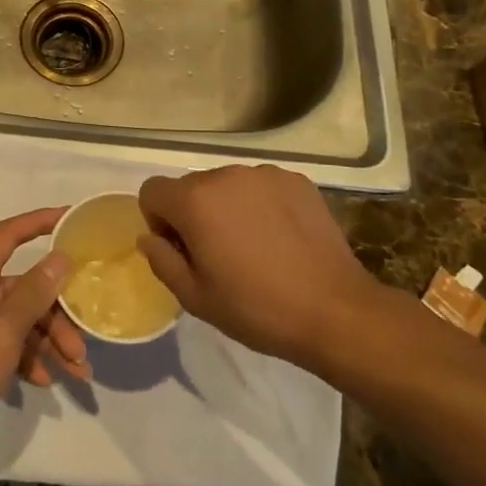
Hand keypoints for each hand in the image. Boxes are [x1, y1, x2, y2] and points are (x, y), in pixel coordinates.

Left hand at [0, 208, 91, 442]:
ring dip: (48, 342)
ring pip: (19, 320)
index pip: (10, 234)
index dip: (40, 221)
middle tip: (82, 345)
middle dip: (57, 314)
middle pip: (23, 288)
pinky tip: (45, 382)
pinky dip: (27, 359)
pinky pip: (6, 345)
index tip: (72, 218)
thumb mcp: (5, 327)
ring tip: (77, 373)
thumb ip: (35, 291)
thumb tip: (60, 256)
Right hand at [137, 165, 385, 367]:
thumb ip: (161, 260)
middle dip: (193, 214)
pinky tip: (280, 238)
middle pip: (190, 187)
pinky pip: (260, 187)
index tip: (182, 251)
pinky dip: (260, 205)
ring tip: (253, 247)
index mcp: (195, 200)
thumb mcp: (194, 297)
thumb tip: (150, 237)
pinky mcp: (296, 181)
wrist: (335, 311)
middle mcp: (225, 175)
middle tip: (218, 255)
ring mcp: (264, 175)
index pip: (152, 191)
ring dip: (227, 208)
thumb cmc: (256, 308)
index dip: (158, 221)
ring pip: (227, 185)